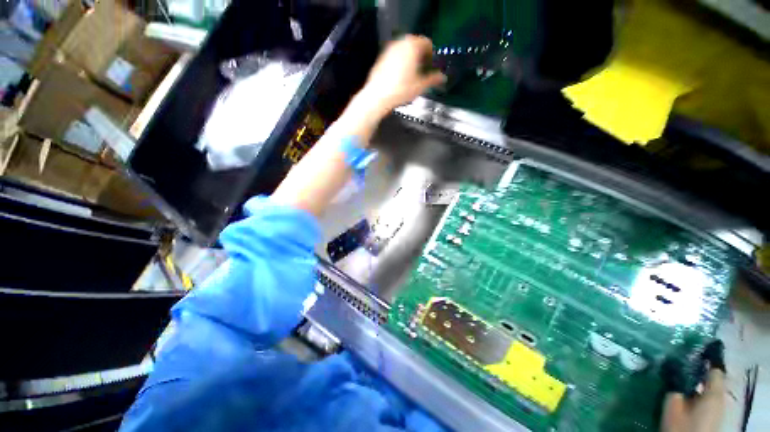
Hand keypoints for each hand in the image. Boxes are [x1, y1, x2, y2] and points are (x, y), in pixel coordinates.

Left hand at [359, 35, 445, 113]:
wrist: (377, 97)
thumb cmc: (401, 90)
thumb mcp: (420, 86)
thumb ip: (433, 79)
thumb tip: (443, 77)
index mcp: (412, 46)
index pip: (426, 43)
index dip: (431, 54)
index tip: (432, 64)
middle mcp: (400, 43)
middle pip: (414, 45)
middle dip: (420, 55)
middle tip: (423, 70)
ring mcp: (389, 50)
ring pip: (404, 50)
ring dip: (410, 59)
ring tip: (412, 75)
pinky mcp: (381, 59)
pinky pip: (394, 57)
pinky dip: (400, 63)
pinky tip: (399, 78)